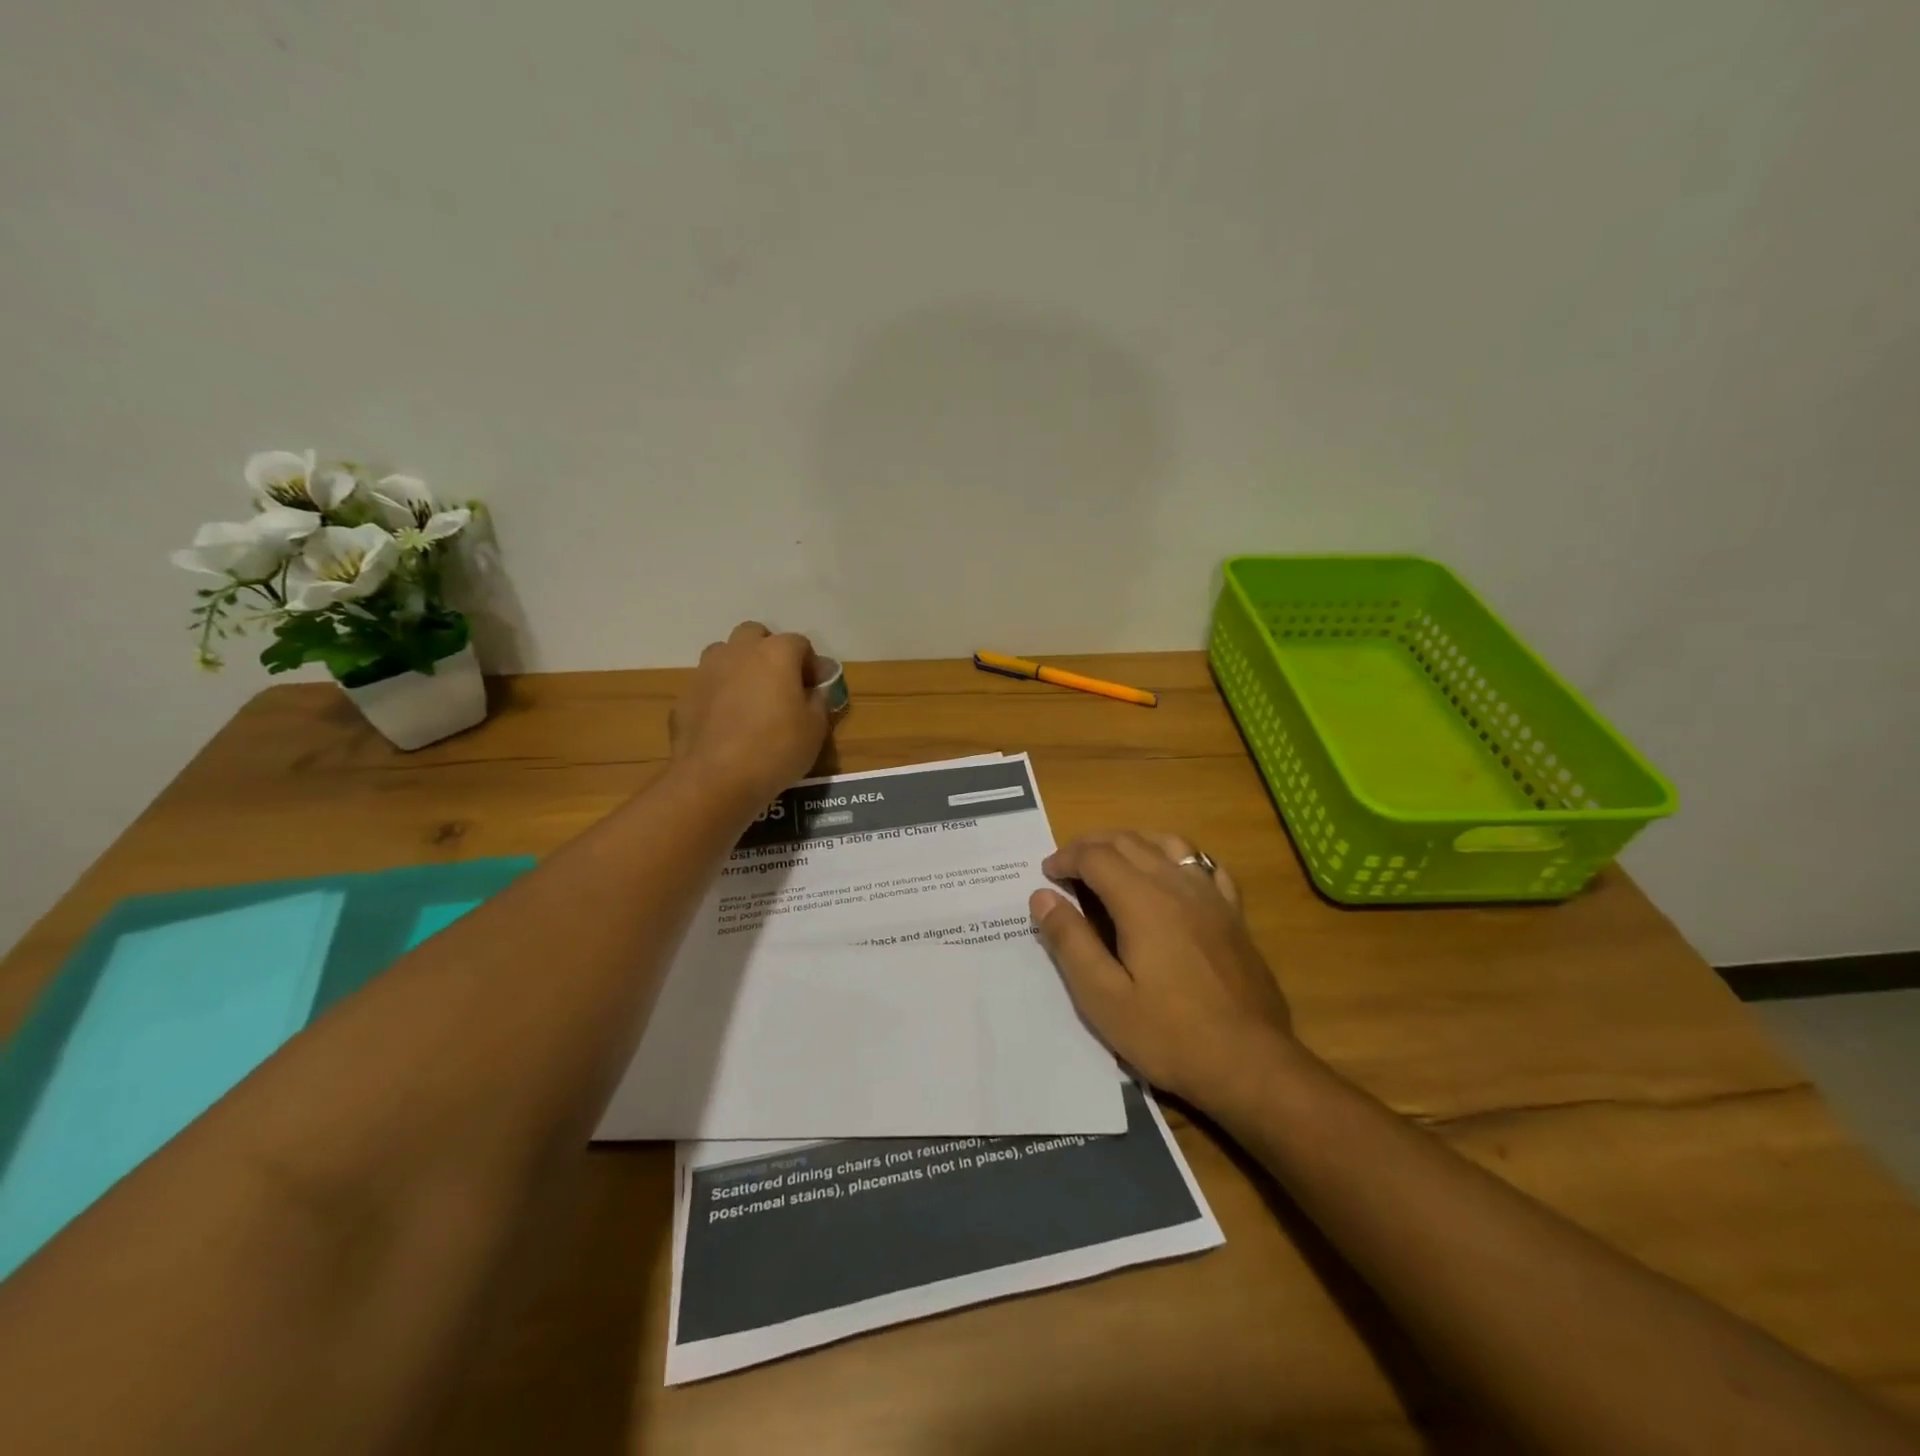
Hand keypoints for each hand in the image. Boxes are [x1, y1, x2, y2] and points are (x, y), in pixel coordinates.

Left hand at [670, 622, 828, 806]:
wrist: (715, 780)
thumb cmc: (776, 749)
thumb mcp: (815, 729)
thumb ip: (819, 700)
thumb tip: (816, 689)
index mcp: (775, 654)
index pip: (799, 643)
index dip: (811, 665)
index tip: (816, 689)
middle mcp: (738, 652)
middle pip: (754, 635)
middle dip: (769, 652)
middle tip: (780, 684)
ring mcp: (705, 672)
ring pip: (724, 655)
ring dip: (739, 667)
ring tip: (750, 700)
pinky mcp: (684, 698)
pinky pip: (707, 687)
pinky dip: (718, 696)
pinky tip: (725, 725)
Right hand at [1030, 830, 1295, 1113]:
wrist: (1251, 1064)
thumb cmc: (1169, 1035)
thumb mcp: (1103, 998)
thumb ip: (1070, 942)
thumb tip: (1042, 897)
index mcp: (1142, 902)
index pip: (1096, 857)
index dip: (1066, 858)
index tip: (1047, 874)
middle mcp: (1177, 885)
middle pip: (1129, 841)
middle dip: (1092, 845)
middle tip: (1068, 864)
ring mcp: (1212, 897)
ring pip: (1168, 844)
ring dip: (1133, 842)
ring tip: (1112, 859)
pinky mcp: (1234, 915)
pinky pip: (1205, 866)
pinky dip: (1177, 857)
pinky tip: (1171, 874)